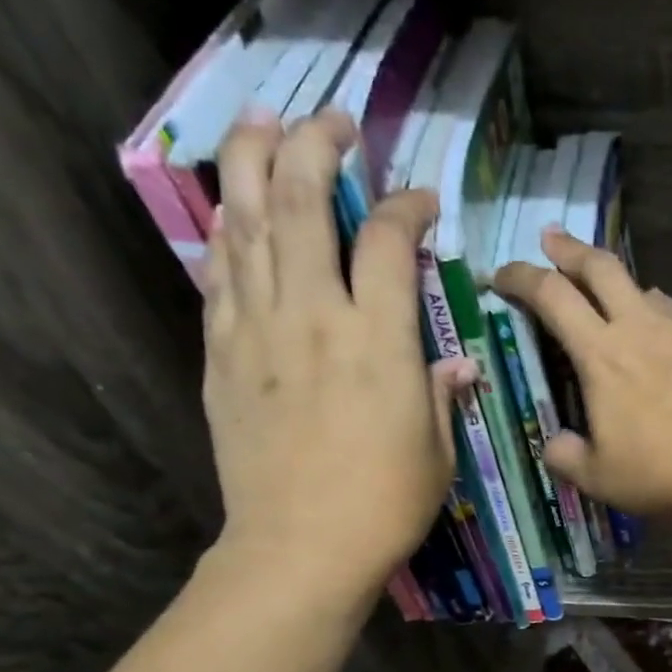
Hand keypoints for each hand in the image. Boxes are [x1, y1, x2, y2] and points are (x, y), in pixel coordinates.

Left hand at [203, 109, 475, 590]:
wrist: (299, 548)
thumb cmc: (384, 505)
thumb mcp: (436, 451)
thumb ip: (439, 395)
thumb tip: (452, 365)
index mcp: (379, 340)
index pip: (387, 241)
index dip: (406, 207)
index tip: (421, 203)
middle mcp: (314, 316)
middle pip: (300, 200)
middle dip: (315, 145)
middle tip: (331, 123)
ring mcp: (258, 330)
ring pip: (246, 221)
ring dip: (250, 161)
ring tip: (260, 123)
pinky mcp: (222, 355)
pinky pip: (219, 276)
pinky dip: (227, 236)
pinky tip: (232, 214)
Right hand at [493, 229, 671, 520]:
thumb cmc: (663, 473)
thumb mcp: (599, 478)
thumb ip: (566, 456)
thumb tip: (553, 444)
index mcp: (601, 355)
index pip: (551, 296)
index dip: (520, 277)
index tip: (501, 276)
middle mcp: (639, 327)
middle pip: (599, 266)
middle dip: (568, 249)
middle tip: (551, 241)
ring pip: (644, 287)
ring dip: (618, 285)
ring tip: (611, 298)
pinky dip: (659, 313)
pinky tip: (664, 333)